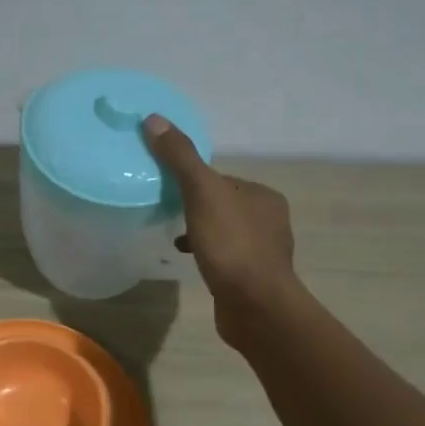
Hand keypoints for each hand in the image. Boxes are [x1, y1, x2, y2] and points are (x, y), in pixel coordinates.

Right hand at [143, 114, 298, 343]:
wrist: (255, 306)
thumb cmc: (232, 245)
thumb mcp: (202, 193)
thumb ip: (180, 157)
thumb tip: (154, 119)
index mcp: (263, 195)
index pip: (221, 178)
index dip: (193, 180)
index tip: (167, 188)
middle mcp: (270, 219)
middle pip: (222, 204)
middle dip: (195, 207)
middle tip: (166, 212)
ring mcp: (264, 251)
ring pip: (224, 231)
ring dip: (200, 231)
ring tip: (174, 238)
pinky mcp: (253, 278)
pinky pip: (225, 257)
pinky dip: (207, 254)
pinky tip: (189, 260)